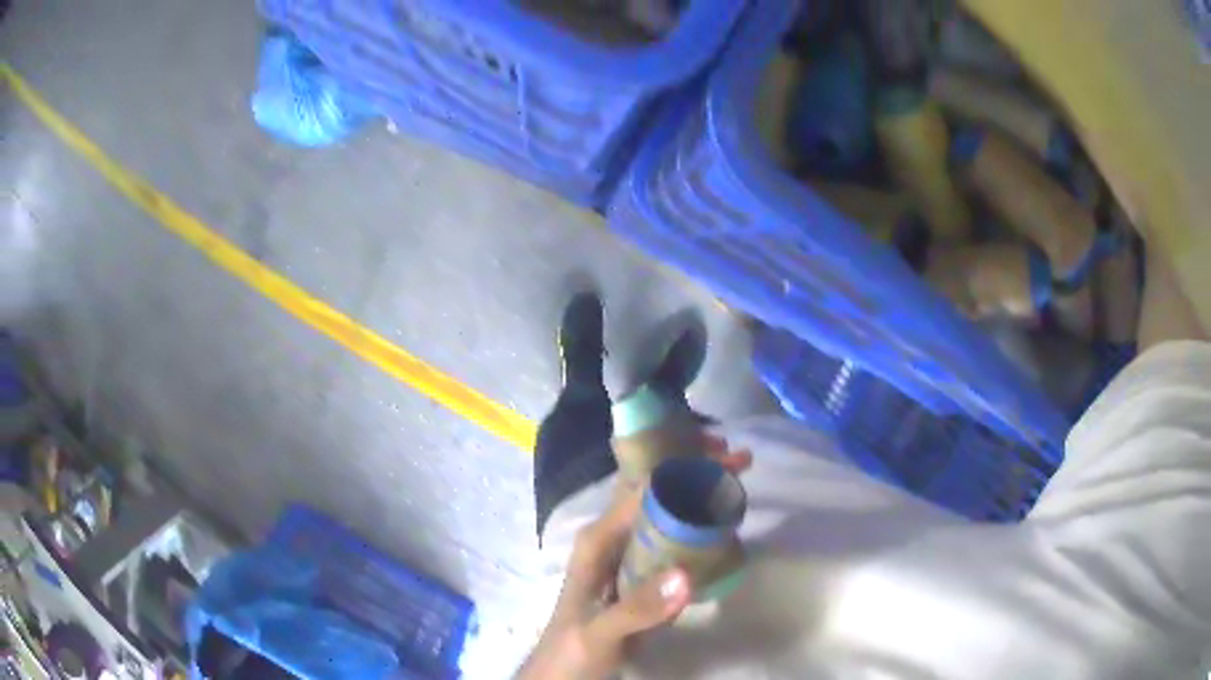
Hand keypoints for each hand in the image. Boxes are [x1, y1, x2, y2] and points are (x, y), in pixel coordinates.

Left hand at [519, 437, 751, 679]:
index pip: (643, 487)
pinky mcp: (641, 577)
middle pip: (656, 491)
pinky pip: (672, 541)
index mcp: (599, 539)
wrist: (562, 675)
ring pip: (666, 513)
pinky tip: (722, 525)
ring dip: (699, 493)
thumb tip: (686, 574)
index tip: (722, 453)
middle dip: (694, 468)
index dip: (682, 464)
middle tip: (739, 459)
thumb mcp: (601, 631)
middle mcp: (613, 538)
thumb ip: (637, 608)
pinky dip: (698, 526)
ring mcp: (628, 557)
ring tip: (737, 482)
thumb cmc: (571, 650)